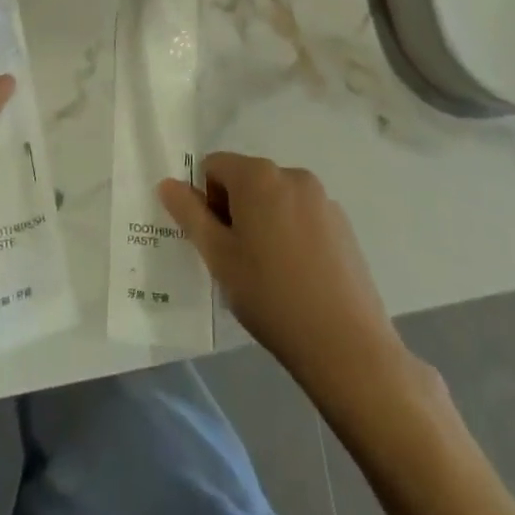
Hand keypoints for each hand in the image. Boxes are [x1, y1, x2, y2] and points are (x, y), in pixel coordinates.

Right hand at [160, 152, 405, 385]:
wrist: (348, 347)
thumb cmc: (271, 297)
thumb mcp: (218, 257)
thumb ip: (189, 214)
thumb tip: (167, 183)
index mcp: (257, 175)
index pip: (213, 166)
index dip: (206, 201)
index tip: (217, 243)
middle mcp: (291, 174)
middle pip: (246, 179)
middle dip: (235, 210)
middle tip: (239, 261)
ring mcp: (322, 198)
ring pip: (275, 198)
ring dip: (264, 222)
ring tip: (271, 274)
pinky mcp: (344, 224)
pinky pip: (303, 215)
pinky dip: (292, 233)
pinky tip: (300, 278)